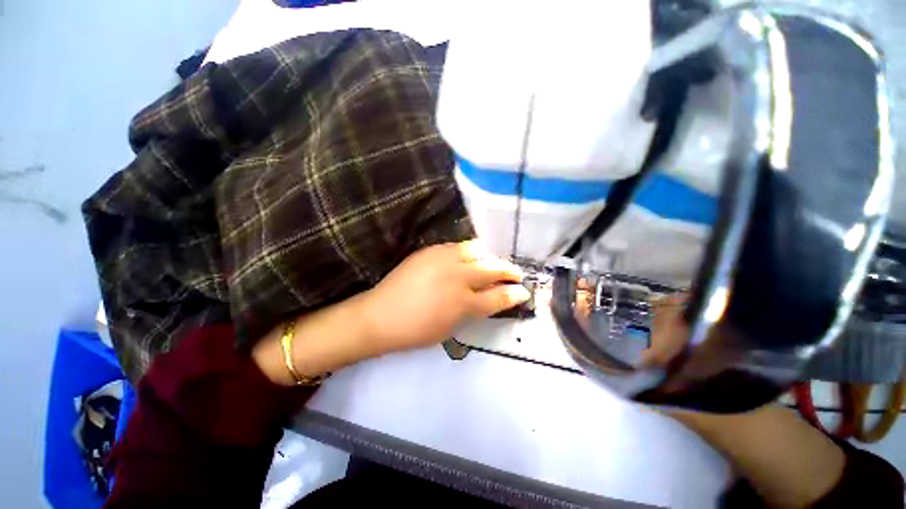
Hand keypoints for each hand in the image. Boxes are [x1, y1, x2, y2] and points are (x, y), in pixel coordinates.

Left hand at [360, 240, 530, 353]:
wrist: (381, 315)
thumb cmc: (416, 330)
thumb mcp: (451, 328)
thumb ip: (474, 311)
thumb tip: (492, 299)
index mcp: (463, 304)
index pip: (498, 297)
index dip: (513, 294)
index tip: (524, 291)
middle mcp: (458, 277)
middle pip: (492, 268)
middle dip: (508, 270)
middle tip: (516, 273)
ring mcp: (444, 260)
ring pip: (477, 251)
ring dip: (489, 257)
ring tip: (493, 263)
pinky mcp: (431, 250)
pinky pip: (458, 246)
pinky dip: (470, 251)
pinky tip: (470, 257)